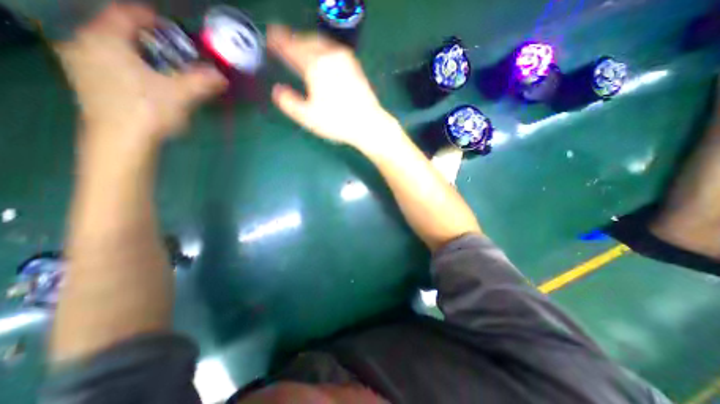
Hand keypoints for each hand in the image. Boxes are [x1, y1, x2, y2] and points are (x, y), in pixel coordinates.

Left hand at [54, 3, 225, 147]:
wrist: (121, 142)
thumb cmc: (148, 111)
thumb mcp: (182, 94)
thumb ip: (203, 81)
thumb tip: (222, 77)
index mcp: (105, 39)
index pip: (126, 14)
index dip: (151, 17)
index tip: (172, 28)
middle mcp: (85, 45)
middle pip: (119, 31)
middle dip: (149, 39)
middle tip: (173, 52)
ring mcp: (82, 65)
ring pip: (113, 49)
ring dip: (141, 55)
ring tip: (164, 68)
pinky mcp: (88, 85)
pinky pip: (109, 64)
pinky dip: (130, 67)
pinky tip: (148, 82)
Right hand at [268, 25, 395, 150]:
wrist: (368, 124)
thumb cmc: (337, 122)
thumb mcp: (308, 117)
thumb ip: (289, 102)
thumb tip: (277, 90)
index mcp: (315, 66)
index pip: (291, 47)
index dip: (278, 42)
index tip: (270, 40)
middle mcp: (329, 55)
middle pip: (305, 39)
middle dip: (292, 40)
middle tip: (283, 44)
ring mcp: (344, 58)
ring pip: (320, 41)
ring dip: (306, 42)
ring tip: (299, 49)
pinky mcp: (354, 64)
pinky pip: (332, 48)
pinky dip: (321, 47)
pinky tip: (321, 57)